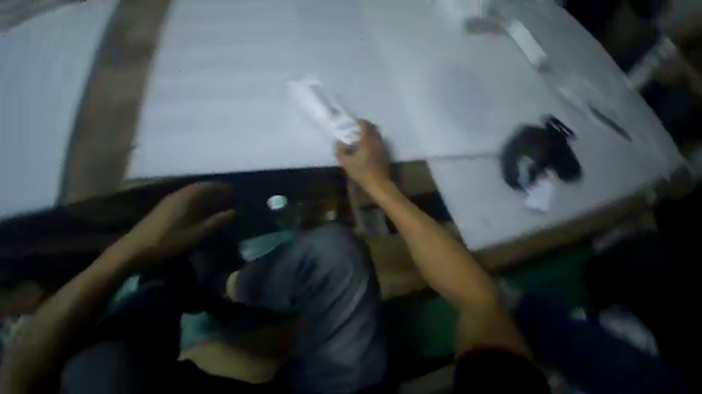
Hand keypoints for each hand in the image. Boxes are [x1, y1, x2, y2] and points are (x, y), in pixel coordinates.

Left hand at [113, 182, 235, 266]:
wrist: (135, 249)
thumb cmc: (168, 240)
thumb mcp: (196, 233)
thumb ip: (216, 221)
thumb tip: (234, 212)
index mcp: (186, 199)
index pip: (207, 186)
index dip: (221, 187)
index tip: (233, 189)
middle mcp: (178, 195)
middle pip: (199, 187)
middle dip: (215, 188)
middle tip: (228, 193)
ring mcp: (169, 201)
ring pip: (192, 191)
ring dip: (206, 193)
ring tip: (218, 199)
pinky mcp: (165, 207)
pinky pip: (186, 197)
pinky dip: (197, 198)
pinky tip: (201, 206)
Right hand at [335, 120, 390, 190]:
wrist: (378, 183)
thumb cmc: (361, 172)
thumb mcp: (346, 163)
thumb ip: (340, 151)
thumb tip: (338, 142)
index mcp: (367, 140)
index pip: (365, 125)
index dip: (360, 122)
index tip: (355, 123)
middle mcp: (377, 141)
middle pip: (373, 128)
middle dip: (366, 127)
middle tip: (358, 131)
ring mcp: (383, 148)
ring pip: (378, 135)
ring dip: (371, 134)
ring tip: (363, 140)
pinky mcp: (386, 154)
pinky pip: (380, 143)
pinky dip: (375, 142)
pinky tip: (369, 150)